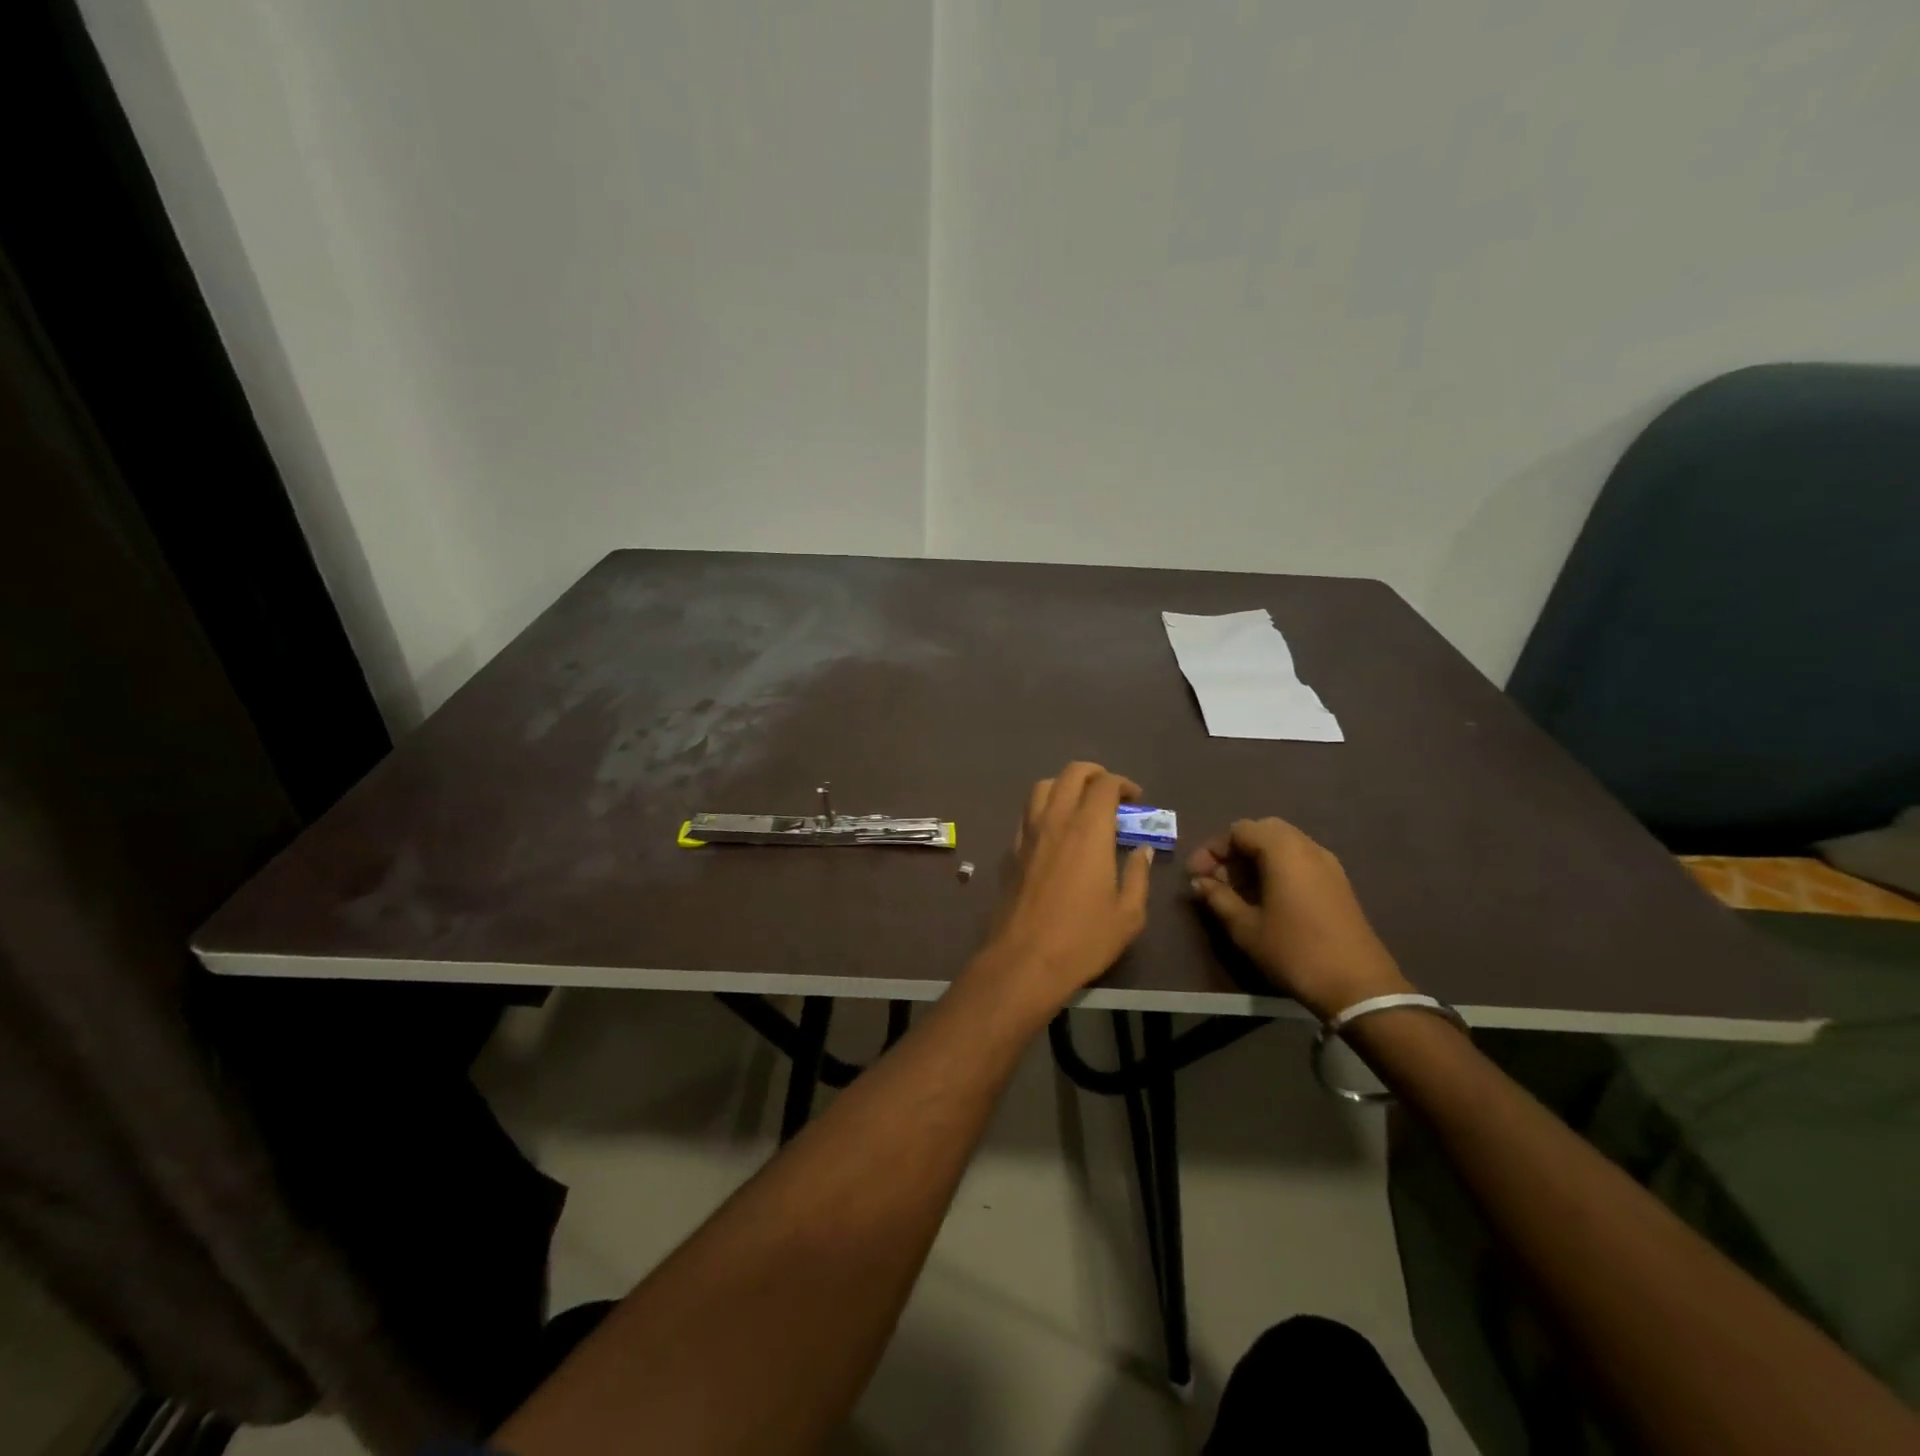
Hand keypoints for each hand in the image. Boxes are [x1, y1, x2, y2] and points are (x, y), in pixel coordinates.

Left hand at [967, 763, 1152, 1019]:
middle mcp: (1055, 820)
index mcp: (1088, 829)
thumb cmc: (1083, 938)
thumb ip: (1138, 875)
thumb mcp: (1128, 913)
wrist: (1024, 959)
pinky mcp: (1011, 850)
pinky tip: (1055, 831)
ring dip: (1064, 785)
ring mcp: (1028, 833)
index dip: (1123, 784)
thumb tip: (1141, 850)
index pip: (1104, 785)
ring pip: (1042, 787)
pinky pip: (1027, 813)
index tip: (1135, 799)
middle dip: (1094, 774)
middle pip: (1071, 774)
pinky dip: (1044, 808)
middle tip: (1110, 792)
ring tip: (1080, 804)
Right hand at [1187, 818, 1410, 1020]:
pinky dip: (1277, 869)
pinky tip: (1266, 899)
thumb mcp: (1245, 927)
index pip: (1239, 830)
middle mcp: (1307, 847)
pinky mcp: (1338, 882)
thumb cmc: (1294, 951)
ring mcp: (1327, 864)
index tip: (1196, 877)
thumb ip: (1218, 898)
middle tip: (1217, 879)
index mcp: (1283, 850)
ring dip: (1255, 860)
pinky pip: (1300, 860)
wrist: (1359, 986)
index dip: (1212, 850)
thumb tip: (1200, 883)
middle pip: (1262, 831)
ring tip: (1237, 892)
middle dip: (1234, 851)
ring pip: (1283, 845)